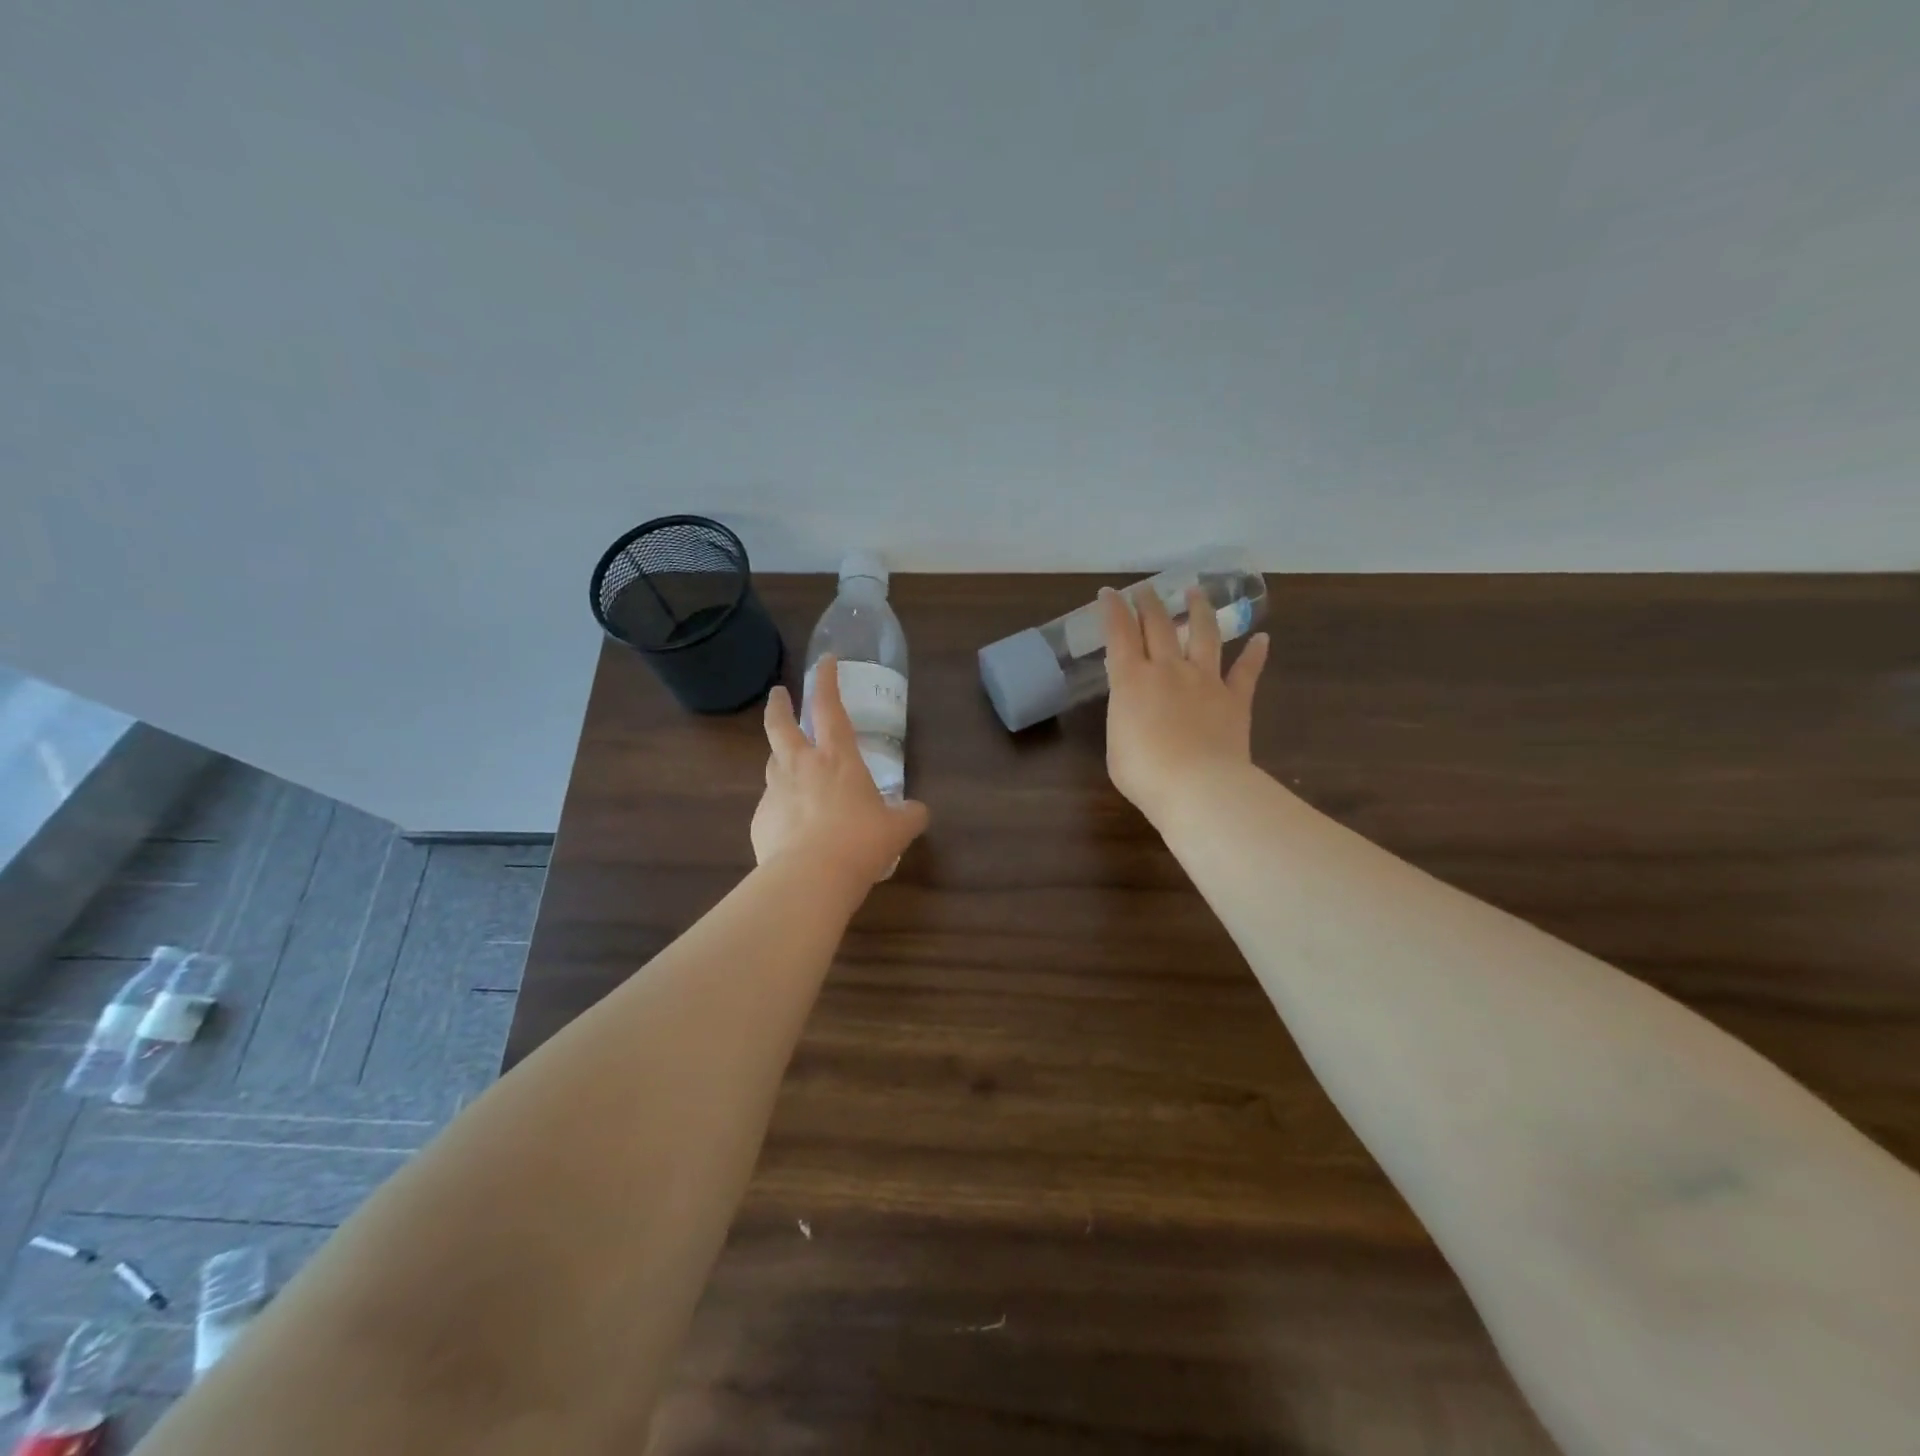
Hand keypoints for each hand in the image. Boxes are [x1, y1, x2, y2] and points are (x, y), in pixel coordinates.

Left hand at [753, 654, 930, 886]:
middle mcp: (801, 767)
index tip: (824, 661)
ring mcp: (776, 792)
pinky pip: (771, 807)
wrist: (810, 878)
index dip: (826, 680)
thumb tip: (918, 811)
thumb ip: (909, 815)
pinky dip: (781, 809)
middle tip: (778, 695)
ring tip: (789, 767)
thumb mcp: (897, 829)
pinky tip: (792, 828)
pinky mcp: (760, 820)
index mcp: (837, 759)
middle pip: (780, 725)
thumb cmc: (860, 843)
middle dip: (779, 705)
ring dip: (779, 758)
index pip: (830, 707)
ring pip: (772, 764)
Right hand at [1101, 586, 1269, 824]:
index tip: (1110, 593)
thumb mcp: (1116, 743)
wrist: (1197, 786)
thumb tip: (1136, 707)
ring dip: (1199, 610)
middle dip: (1149, 603)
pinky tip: (1262, 639)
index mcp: (1131, 680)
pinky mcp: (1235, 699)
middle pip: (1158, 626)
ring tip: (1196, 592)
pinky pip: (1246, 671)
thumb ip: (1125, 715)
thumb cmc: (1144, 772)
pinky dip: (1255, 654)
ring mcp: (1205, 680)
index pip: (1119, 634)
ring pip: (1204, 634)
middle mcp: (1168, 669)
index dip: (1113, 610)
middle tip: (1145, 589)